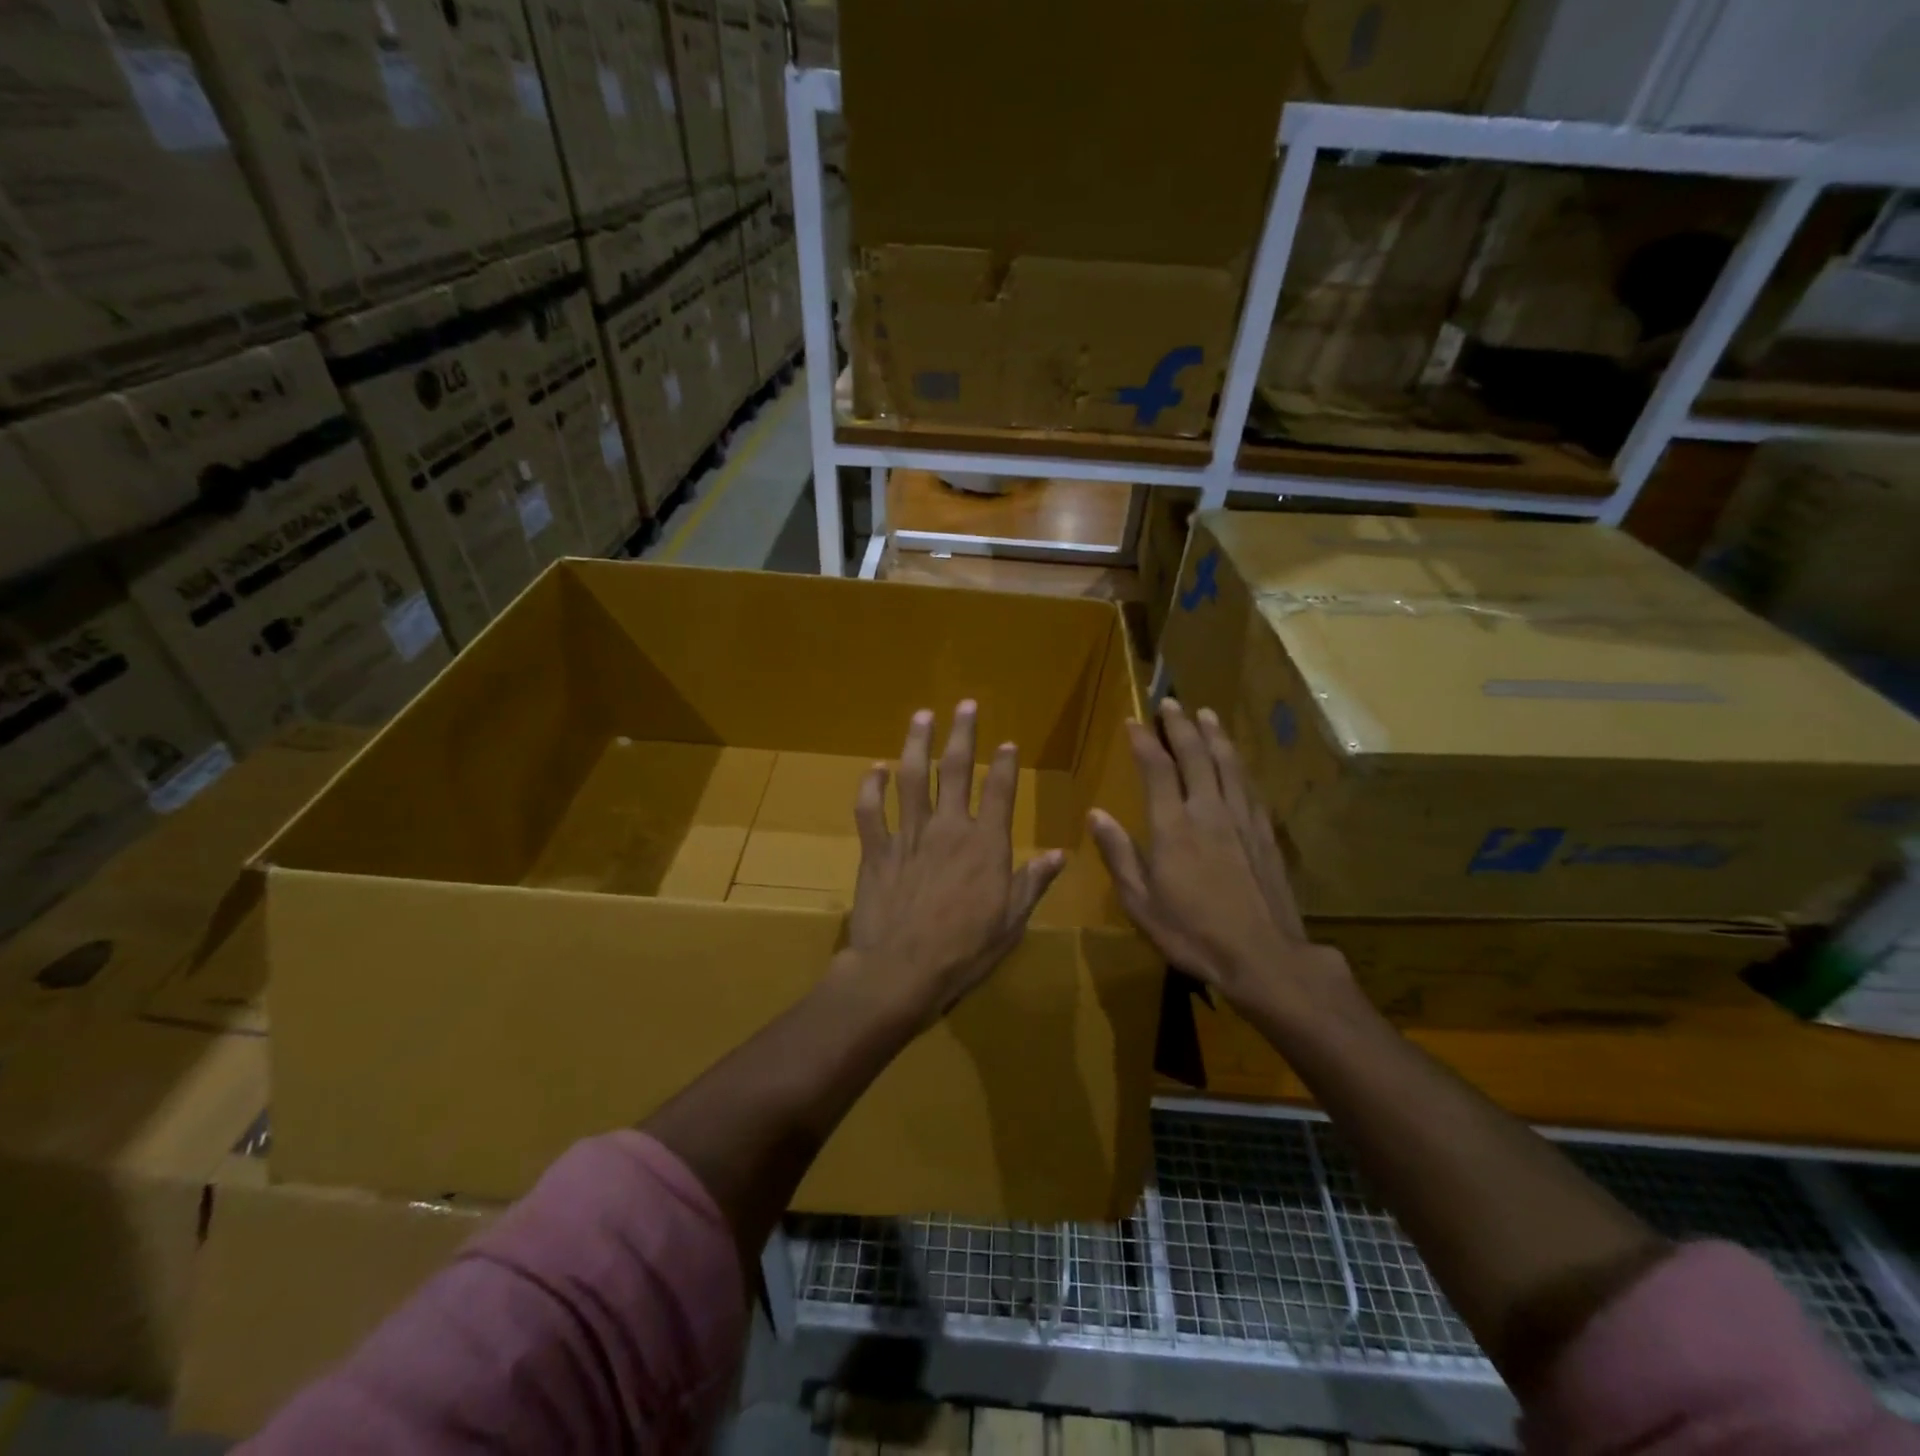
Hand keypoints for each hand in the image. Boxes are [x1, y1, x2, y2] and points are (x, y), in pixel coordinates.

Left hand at [842, 701, 1065, 1028]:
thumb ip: (1033, 882)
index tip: (1008, 743)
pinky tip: (874, 768)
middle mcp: (948, 827)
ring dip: (916, 743)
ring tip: (922, 716)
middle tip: (965, 704)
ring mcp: (908, 835)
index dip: (1005, 764)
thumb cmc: (964, 951)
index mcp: (985, 844)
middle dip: (962, 733)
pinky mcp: (876, 849)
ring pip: (911, 777)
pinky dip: (870, 787)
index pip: (999, 791)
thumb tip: (1060, 853)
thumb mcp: (1011, 922)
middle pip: (955, 769)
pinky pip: (870, 810)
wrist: (901, 971)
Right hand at [1087, 698, 1351, 1019]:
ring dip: (1215, 736)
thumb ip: (1119, 854)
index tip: (1134, 720)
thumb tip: (1095, 814)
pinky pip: (1249, 787)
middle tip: (1172, 703)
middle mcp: (1208, 812)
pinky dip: (1238, 765)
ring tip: (1207, 714)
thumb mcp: (1141, 902)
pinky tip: (1236, 760)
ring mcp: (1241, 820)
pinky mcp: (1264, 834)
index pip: (1157, 770)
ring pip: (1228, 765)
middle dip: (1181, 726)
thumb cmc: (1192, 933)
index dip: (1145, 741)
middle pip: (1196, 756)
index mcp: (1173, 827)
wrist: (1263, 956)